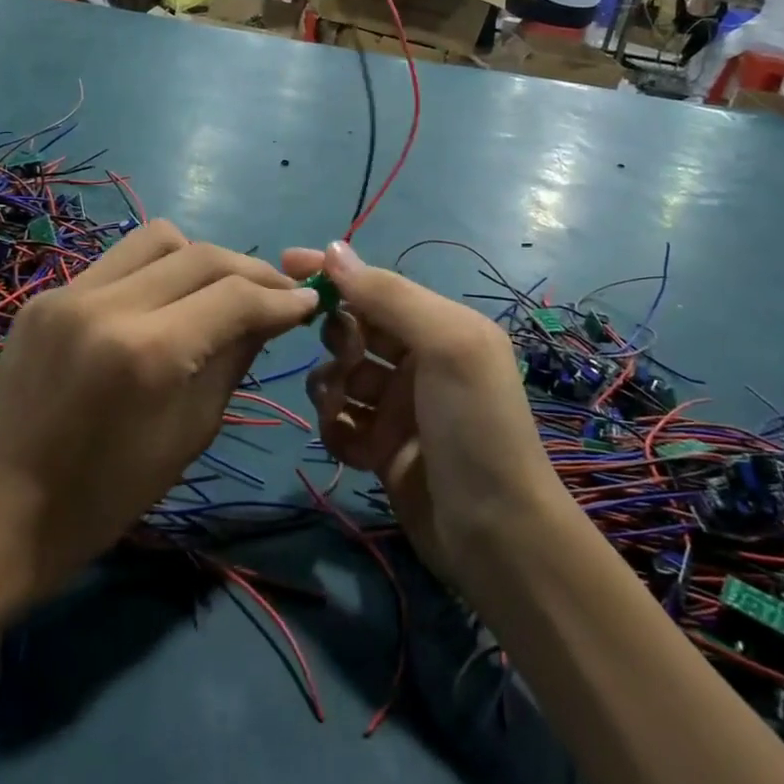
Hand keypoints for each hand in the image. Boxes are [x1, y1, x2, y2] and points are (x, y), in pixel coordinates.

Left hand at [0, 222, 317, 594]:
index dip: (280, 298)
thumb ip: (233, 360)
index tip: (309, 301)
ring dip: (201, 258)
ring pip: (158, 237)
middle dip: (251, 270)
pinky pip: (118, 262)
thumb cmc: (105, 495)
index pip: (235, 297)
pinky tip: (163, 304)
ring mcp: (70, 293)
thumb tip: (270, 315)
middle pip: (202, 254)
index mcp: (150, 354)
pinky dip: (155, 273)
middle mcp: (110, 306)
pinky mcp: (46, 296)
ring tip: (216, 291)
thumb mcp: (189, 433)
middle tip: (275, 294)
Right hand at [280, 242, 567, 586]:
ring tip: (342, 411)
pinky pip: (340, 423)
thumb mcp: (443, 345)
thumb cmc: (474, 425)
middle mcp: (418, 361)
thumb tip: (334, 249)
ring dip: (331, 388)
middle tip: (345, 362)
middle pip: (354, 331)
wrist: (496, 535)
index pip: (376, 287)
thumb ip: (388, 296)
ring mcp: (398, 408)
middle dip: (337, 340)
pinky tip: (350, 446)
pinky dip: (336, 429)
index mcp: (439, 327)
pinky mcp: (382, 449)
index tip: (286, 263)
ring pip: (340, 378)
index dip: (335, 274)